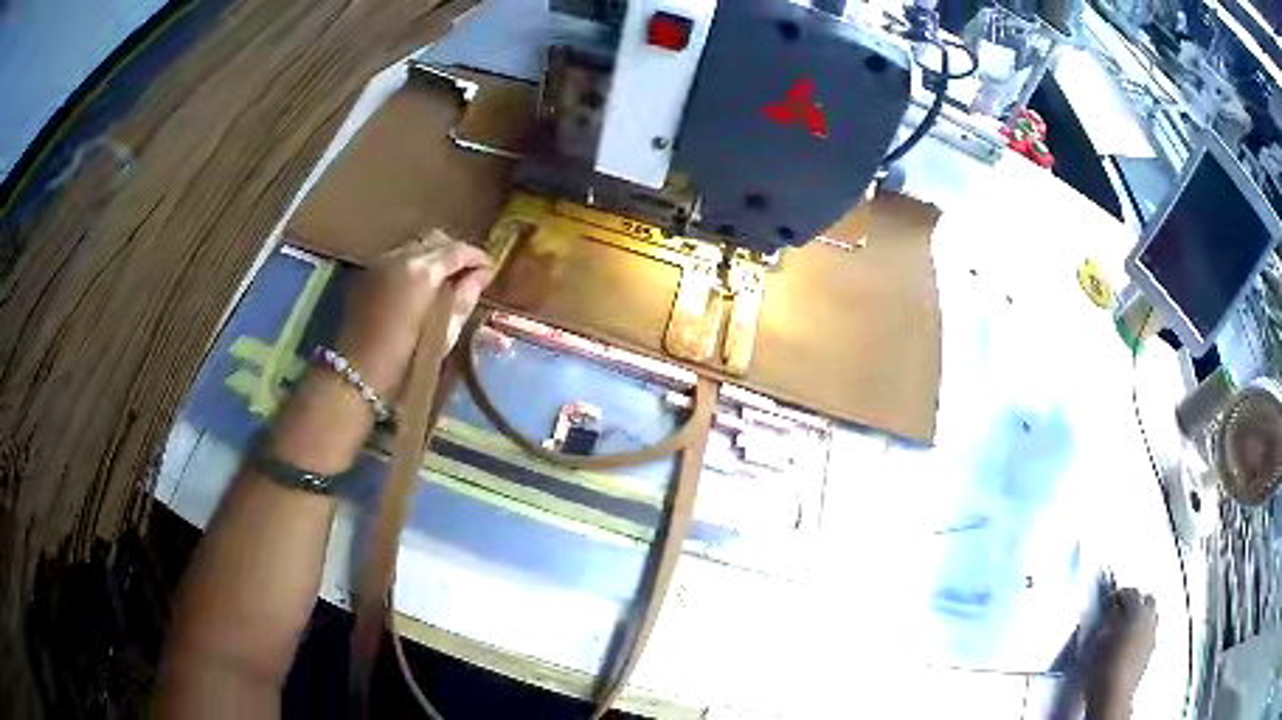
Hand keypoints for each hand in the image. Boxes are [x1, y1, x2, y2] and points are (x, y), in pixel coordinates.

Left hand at [334, 230, 492, 396]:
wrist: (358, 372)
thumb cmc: (407, 360)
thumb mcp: (444, 333)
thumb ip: (465, 298)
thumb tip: (481, 275)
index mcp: (423, 272)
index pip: (458, 250)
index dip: (477, 257)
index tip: (490, 269)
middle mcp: (400, 256)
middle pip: (435, 239)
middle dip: (455, 252)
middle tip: (468, 273)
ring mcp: (380, 261)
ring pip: (415, 245)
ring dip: (433, 256)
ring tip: (444, 279)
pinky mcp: (367, 272)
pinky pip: (397, 256)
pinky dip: (413, 263)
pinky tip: (419, 286)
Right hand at [1084, 588, 1157, 717]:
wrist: (1112, 696)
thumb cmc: (1103, 668)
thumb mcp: (1098, 641)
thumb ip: (1108, 622)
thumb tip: (1112, 613)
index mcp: (1138, 611)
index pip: (1131, 593)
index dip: (1119, 594)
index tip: (1109, 600)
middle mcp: (1150, 619)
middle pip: (1147, 601)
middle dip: (1135, 603)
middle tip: (1120, 611)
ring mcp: (1152, 636)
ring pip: (1150, 617)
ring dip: (1139, 619)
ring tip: (1124, 629)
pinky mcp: (1149, 653)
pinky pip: (1148, 633)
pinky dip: (1140, 634)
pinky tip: (1127, 646)